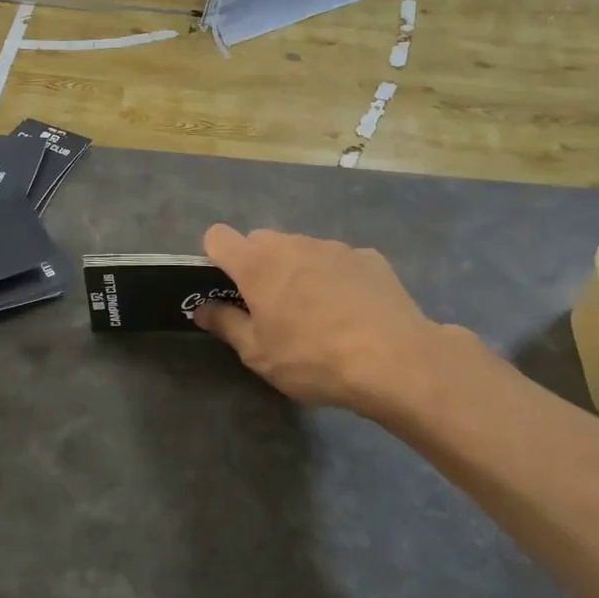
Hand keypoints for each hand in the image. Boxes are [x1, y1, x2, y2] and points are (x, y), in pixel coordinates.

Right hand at [193, 225, 448, 421]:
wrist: (396, 360)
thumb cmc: (313, 358)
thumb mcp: (259, 354)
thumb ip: (226, 325)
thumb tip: (202, 309)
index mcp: (257, 264)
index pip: (218, 236)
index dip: (214, 257)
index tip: (225, 287)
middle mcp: (292, 244)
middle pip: (260, 241)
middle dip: (257, 266)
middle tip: (269, 307)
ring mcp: (334, 247)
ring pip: (300, 250)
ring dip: (296, 270)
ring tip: (315, 313)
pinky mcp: (368, 257)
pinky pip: (337, 261)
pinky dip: (334, 278)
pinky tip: (351, 312)